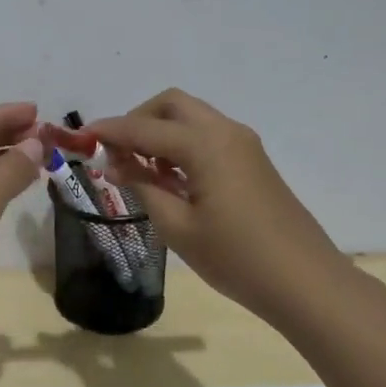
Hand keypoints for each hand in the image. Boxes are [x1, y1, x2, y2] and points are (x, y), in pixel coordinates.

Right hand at [88, 89, 353, 326]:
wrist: (304, 281)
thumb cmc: (235, 258)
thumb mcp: (178, 227)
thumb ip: (144, 187)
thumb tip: (118, 164)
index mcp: (205, 145)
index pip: (145, 128)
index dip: (110, 131)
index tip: (81, 136)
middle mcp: (225, 132)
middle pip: (171, 105)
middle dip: (138, 120)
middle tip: (116, 154)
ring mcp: (243, 144)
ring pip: (191, 118)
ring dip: (160, 132)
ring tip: (139, 171)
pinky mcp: (252, 161)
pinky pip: (207, 136)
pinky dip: (181, 145)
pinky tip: (169, 178)